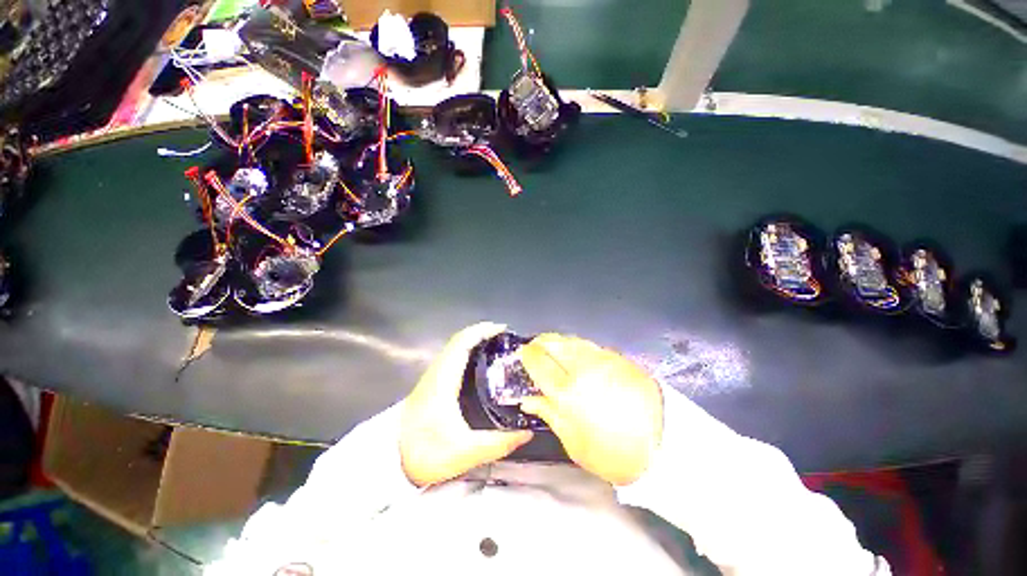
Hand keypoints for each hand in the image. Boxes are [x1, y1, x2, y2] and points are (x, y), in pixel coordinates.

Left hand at [400, 322, 533, 486]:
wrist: (389, 463)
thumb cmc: (424, 455)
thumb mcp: (464, 453)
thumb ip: (497, 445)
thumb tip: (526, 435)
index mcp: (443, 381)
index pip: (461, 344)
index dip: (481, 331)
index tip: (502, 329)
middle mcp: (436, 373)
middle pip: (458, 340)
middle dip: (482, 332)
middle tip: (504, 336)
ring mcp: (431, 376)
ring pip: (453, 346)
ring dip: (474, 338)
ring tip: (495, 343)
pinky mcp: (431, 383)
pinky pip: (451, 355)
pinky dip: (466, 348)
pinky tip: (478, 359)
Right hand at [518, 334, 662, 485]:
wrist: (666, 445)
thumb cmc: (613, 453)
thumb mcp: (574, 443)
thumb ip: (549, 414)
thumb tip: (529, 400)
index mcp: (567, 392)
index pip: (539, 363)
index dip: (528, 355)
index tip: (522, 354)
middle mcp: (582, 368)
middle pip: (554, 343)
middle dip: (540, 342)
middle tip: (534, 348)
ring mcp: (602, 358)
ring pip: (571, 339)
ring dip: (558, 341)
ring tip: (553, 348)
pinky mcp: (618, 357)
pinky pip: (589, 345)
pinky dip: (576, 345)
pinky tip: (576, 353)